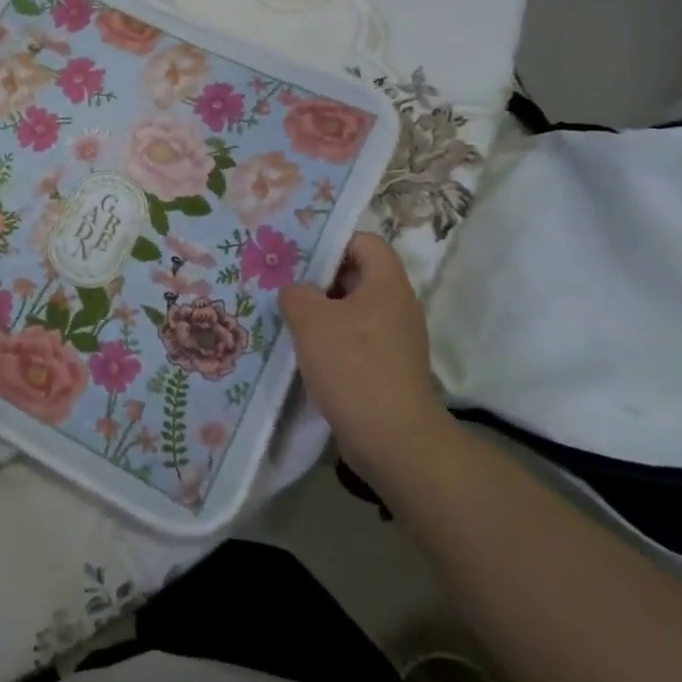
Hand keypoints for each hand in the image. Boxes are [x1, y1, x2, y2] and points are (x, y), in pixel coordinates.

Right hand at [280, 232, 445, 473]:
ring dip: (322, 313)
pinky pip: (357, 341)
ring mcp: (396, 340)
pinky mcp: (388, 369)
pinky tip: (304, 353)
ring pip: (354, 311)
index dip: (332, 242)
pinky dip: (332, 342)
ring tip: (288, 319)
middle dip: (319, 279)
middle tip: (284, 285)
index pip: (364, 242)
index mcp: (387, 284)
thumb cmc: (353, 366)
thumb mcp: (311, 320)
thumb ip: (296, 293)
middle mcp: (397, 307)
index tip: (299, 256)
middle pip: (357, 275)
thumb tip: (298, 293)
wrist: (392, 440)